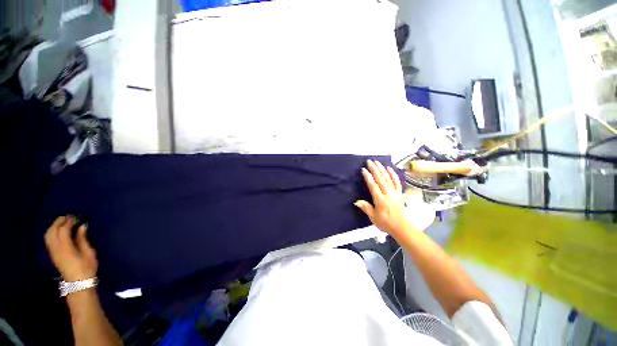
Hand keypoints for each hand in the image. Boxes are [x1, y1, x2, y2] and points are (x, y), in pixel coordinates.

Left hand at [45, 216, 97, 281]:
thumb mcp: (89, 253)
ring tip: (63, 222)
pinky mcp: (53, 254)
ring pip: (48, 235)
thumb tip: (83, 226)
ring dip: (54, 226)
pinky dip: (52, 232)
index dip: (70, 221)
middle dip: (59, 221)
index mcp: (66, 248)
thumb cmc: (87, 268)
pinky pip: (49, 240)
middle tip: (69, 216)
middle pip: (53, 231)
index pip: (63, 230)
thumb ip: (83, 239)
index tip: (77, 217)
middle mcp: (56, 248)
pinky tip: (59, 232)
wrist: (78, 283)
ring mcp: (53, 252)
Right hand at [354, 160, 412, 238]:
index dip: (368, 177)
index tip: (363, 169)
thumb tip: (356, 201)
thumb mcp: (373, 217)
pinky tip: (389, 168)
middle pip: (380, 179)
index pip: (373, 185)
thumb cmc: (386, 223)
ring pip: (388, 178)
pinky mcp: (399, 193)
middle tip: (369, 161)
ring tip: (377, 162)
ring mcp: (395, 193)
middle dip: (374, 169)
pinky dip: (393, 174)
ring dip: (382, 169)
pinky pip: (397, 182)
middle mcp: (388, 194)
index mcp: (380, 200)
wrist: (402, 228)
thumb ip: (366, 207)